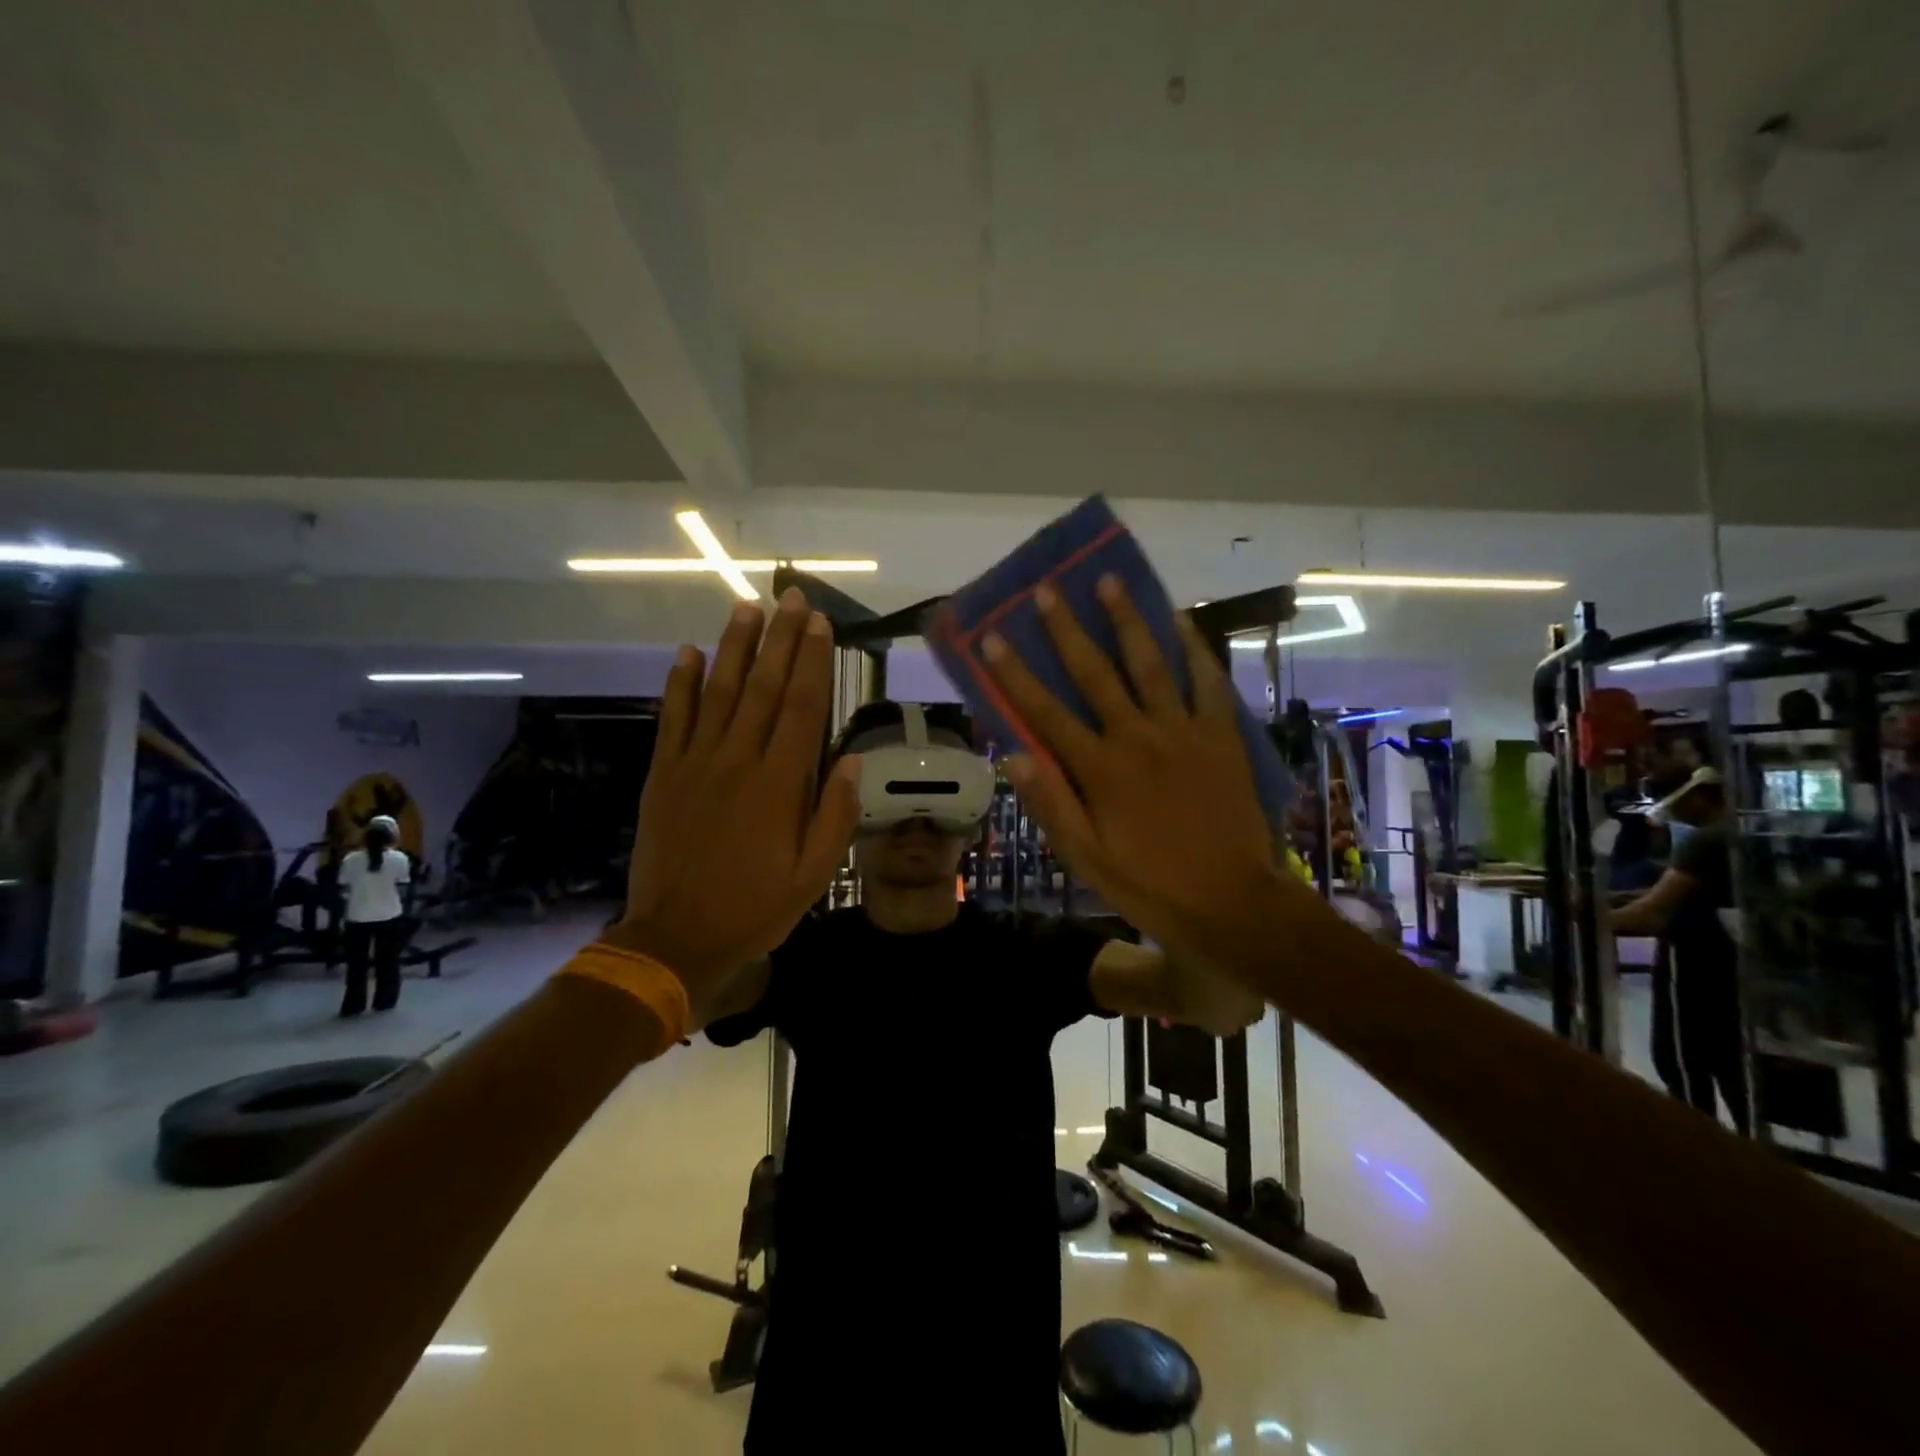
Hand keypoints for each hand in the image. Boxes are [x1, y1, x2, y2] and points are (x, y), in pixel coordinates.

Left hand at [603, 588, 858, 1028]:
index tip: (820, 623)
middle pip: (764, 688)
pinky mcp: (664, 775)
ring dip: (735, 647)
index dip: (813, 661)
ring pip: (719, 692)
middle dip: (781, 639)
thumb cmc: (754, 908)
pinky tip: (688, 653)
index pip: (802, 708)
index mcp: (779, 785)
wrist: (675, 938)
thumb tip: (850, 763)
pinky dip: (680, 684)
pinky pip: (674, 719)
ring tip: (747, 608)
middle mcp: (738, 761)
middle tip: (791, 597)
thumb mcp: (812, 876)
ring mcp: (695, 764)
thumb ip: (833, 817)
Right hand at [982, 575, 1309, 978]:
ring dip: (1127, 621)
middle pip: (1095, 674)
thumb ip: (1051, 804)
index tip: (993, 637)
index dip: (1016, 674)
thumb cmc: (1150, 884)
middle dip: (1067, 629)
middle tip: (1047, 589)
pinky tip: (1179, 620)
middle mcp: (1137, 738)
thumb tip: (1012, 754)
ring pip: (1150, 664)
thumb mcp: (1087, 858)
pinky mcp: (1220, 734)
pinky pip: (1207, 681)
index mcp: (1100, 770)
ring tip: (1110, 581)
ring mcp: (1183, 731)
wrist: (1232, 902)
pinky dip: (1193, 648)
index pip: (1046, 713)